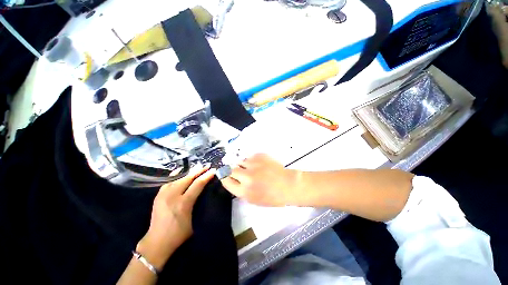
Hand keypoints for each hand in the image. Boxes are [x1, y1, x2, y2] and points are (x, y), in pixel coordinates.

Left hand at [137, 166, 215, 269]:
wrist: (157, 242)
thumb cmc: (179, 234)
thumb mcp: (193, 220)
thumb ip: (197, 204)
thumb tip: (202, 192)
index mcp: (184, 203)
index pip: (198, 185)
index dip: (206, 176)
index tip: (213, 170)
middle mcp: (173, 196)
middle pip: (188, 178)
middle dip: (199, 171)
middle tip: (207, 165)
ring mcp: (164, 195)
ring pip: (179, 178)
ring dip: (189, 172)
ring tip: (197, 167)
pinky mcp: (158, 196)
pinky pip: (168, 181)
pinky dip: (176, 175)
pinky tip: (180, 170)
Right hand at [221, 154, 300, 205]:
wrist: (288, 184)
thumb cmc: (273, 196)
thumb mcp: (254, 200)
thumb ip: (241, 191)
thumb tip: (234, 181)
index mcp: (244, 191)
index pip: (226, 181)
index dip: (224, 178)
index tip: (225, 175)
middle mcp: (246, 177)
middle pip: (231, 169)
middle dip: (232, 170)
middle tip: (239, 171)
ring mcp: (253, 164)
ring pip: (241, 161)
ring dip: (244, 165)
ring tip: (252, 168)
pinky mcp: (259, 156)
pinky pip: (250, 156)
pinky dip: (252, 160)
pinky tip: (259, 164)